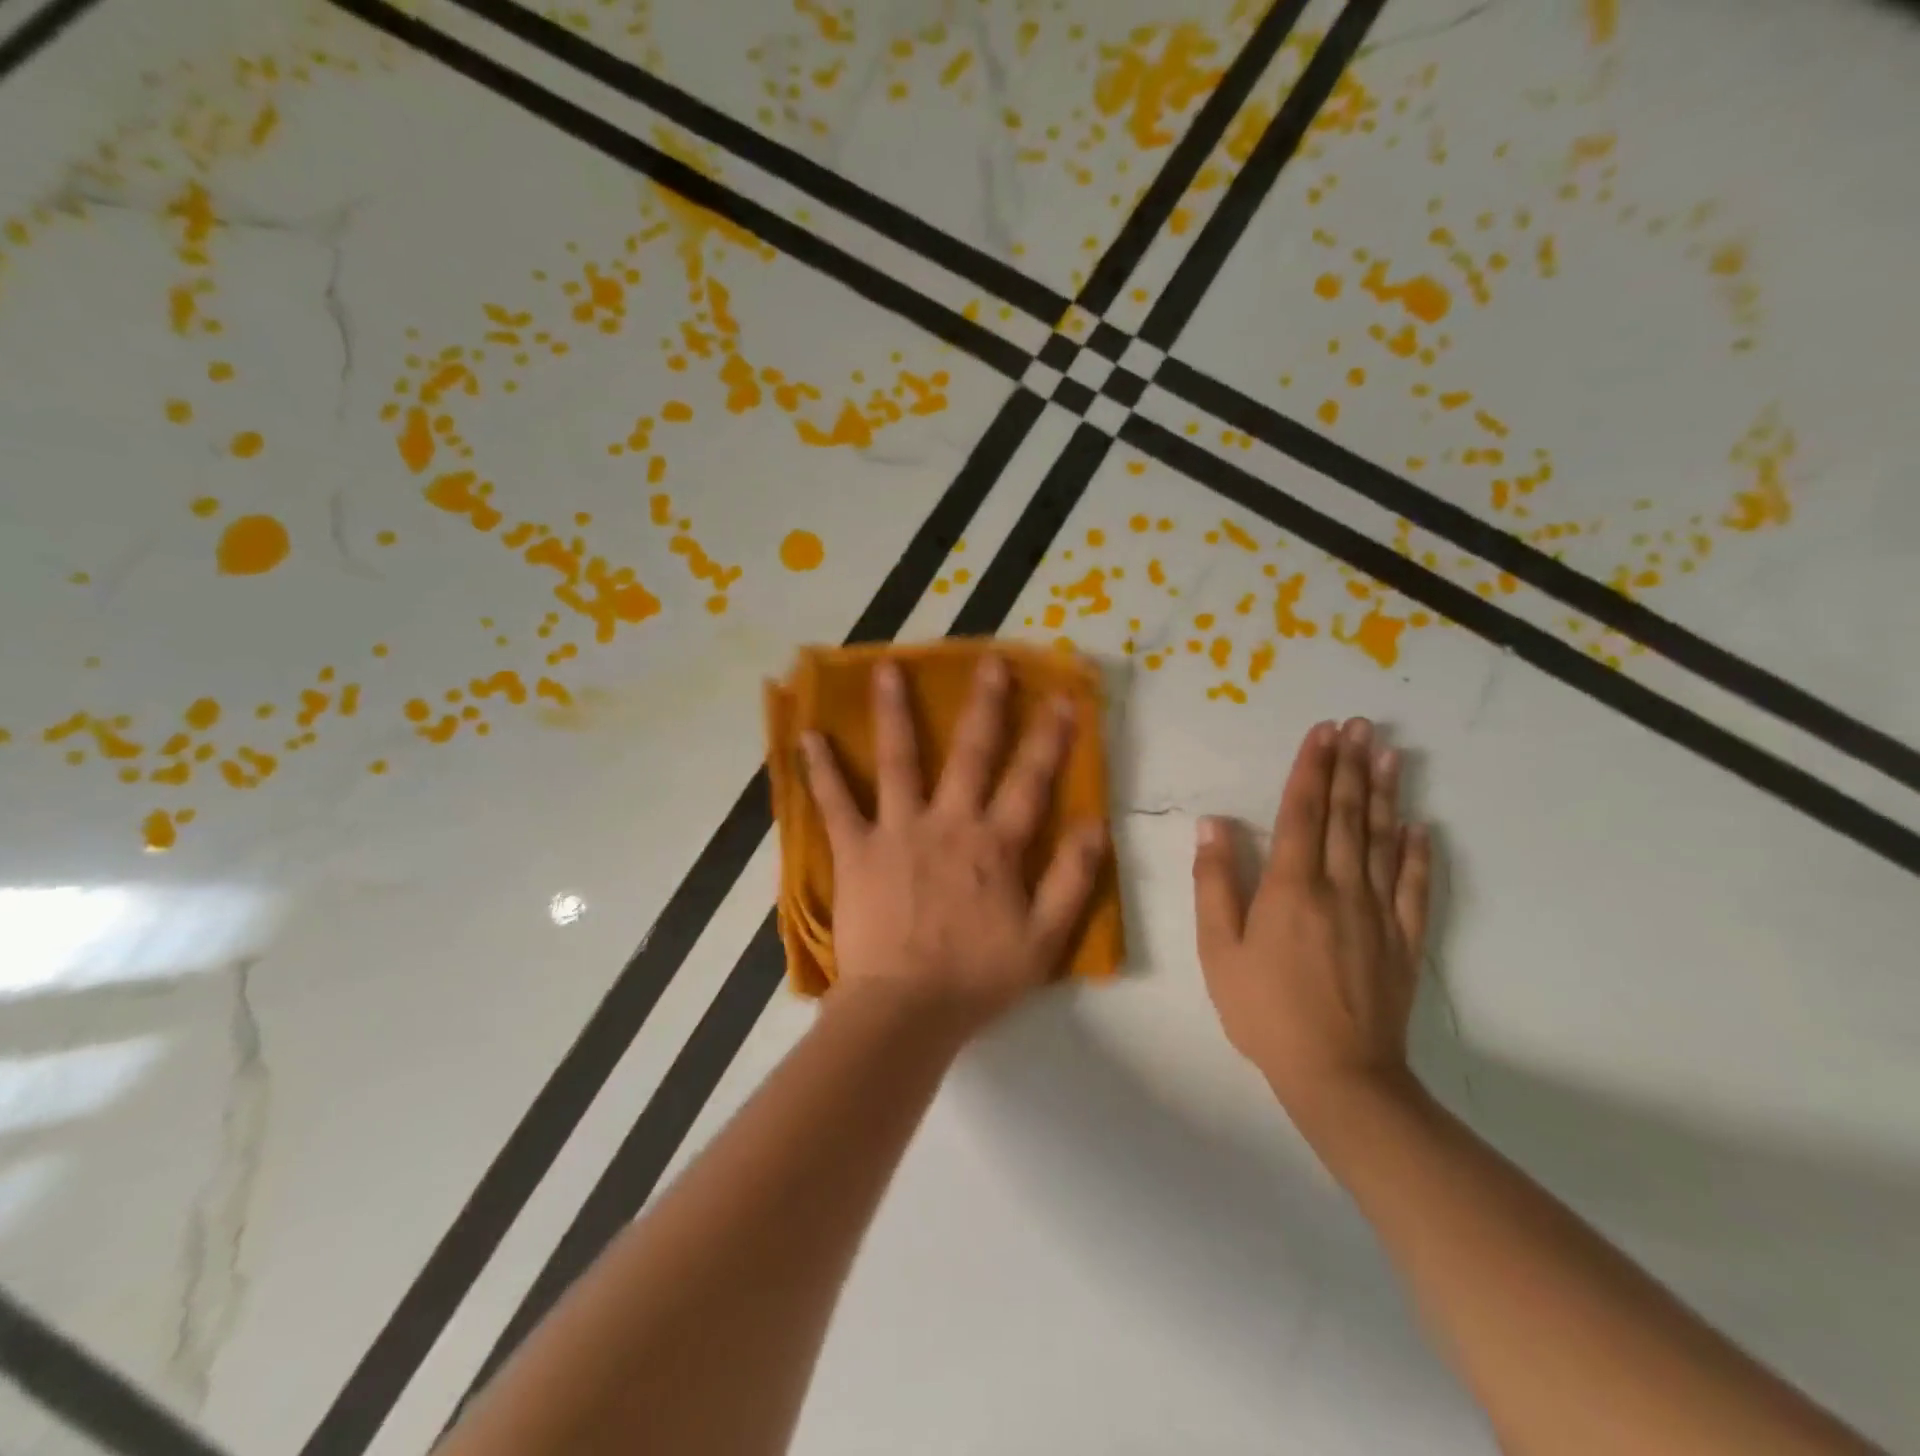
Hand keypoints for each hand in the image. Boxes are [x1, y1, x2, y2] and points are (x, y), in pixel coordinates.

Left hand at [801, 654, 1108, 1034]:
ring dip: (895, 713)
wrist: (906, 1010)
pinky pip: (836, 803)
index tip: (1061, 697)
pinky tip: (808, 736)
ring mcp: (899, 831)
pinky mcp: (857, 850)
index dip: (1050, 737)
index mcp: (995, 845)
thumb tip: (1095, 822)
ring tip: (887, 668)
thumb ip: (1071, 878)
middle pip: (971, 753)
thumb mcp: (1044, 938)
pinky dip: (822, 770)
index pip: (1031, 780)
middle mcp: (949, 824)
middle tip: (990, 661)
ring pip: (900, 760)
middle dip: (985, 705)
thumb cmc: (977, 977)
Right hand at [1191, 718, 1432, 1114]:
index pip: (1301, 812)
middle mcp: (1339, 887)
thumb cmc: (1264, 1011)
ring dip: (1384, 794)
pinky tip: (1419, 827)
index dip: (1310, 768)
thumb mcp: (1218, 950)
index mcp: (1291, 887)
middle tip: (1360, 725)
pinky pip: (1413, 886)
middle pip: (1345, 815)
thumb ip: (1215, 883)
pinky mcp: (1403, 940)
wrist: (1338, 1075)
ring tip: (1390, 754)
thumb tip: (1214, 824)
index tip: (1322, 732)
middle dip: (1350, 766)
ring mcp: (1378, 913)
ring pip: (1381, 840)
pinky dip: (1416, 852)